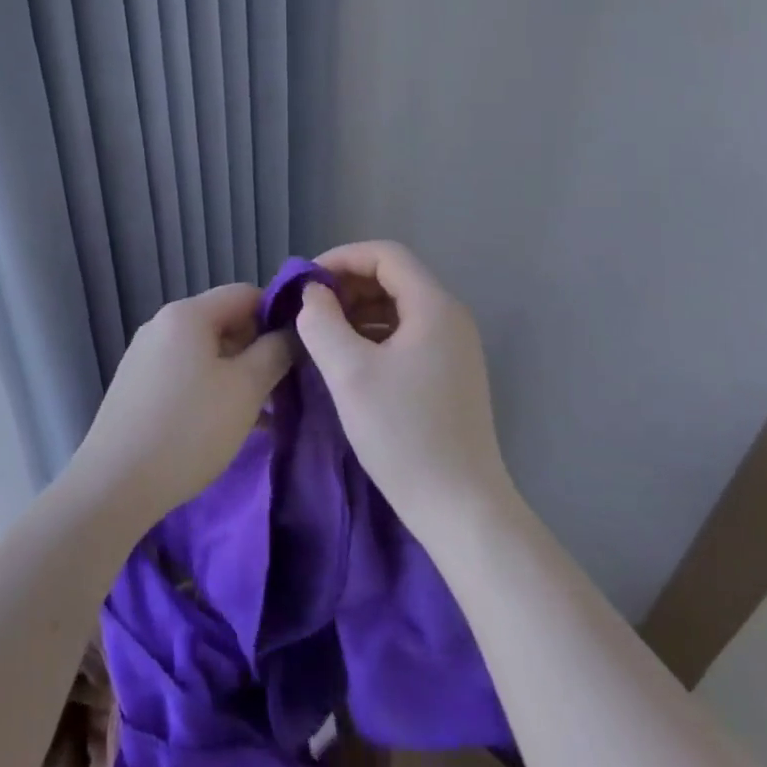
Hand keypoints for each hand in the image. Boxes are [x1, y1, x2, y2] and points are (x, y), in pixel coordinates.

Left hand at [67, 283, 291, 527]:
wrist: (115, 483)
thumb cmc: (189, 428)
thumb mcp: (245, 389)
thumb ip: (275, 352)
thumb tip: (292, 332)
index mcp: (187, 313)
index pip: (245, 294)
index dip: (278, 315)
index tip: (300, 350)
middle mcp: (162, 324)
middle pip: (224, 321)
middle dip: (258, 350)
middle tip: (284, 388)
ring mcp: (145, 355)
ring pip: (206, 352)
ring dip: (238, 375)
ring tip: (265, 415)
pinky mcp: (137, 386)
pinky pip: (185, 374)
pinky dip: (212, 389)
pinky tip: (229, 425)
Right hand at [297, 241, 512, 532]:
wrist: (462, 511)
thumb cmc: (404, 435)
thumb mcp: (349, 373)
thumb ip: (321, 322)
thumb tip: (312, 295)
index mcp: (434, 307)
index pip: (385, 255)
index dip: (340, 258)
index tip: (304, 283)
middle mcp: (450, 318)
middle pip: (393, 277)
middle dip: (346, 285)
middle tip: (308, 309)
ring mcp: (453, 347)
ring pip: (398, 306)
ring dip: (357, 310)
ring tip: (321, 333)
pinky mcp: (449, 374)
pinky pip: (406, 334)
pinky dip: (373, 334)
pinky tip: (347, 358)